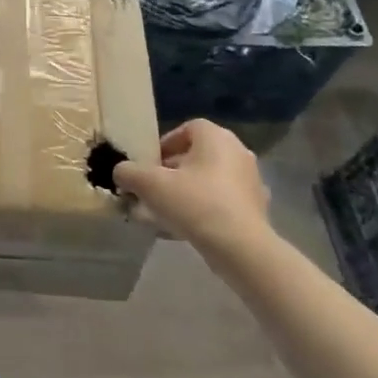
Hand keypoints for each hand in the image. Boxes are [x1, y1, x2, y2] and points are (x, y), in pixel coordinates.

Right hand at [112, 119, 273, 261]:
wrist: (241, 248)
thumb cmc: (195, 203)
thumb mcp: (149, 184)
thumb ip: (129, 172)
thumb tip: (121, 172)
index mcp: (216, 138)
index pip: (188, 128)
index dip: (165, 143)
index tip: (150, 164)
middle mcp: (238, 152)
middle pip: (198, 155)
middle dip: (173, 170)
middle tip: (153, 188)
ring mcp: (252, 181)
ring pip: (210, 179)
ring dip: (188, 190)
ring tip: (166, 211)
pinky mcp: (257, 209)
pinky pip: (223, 201)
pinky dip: (205, 208)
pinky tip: (187, 227)